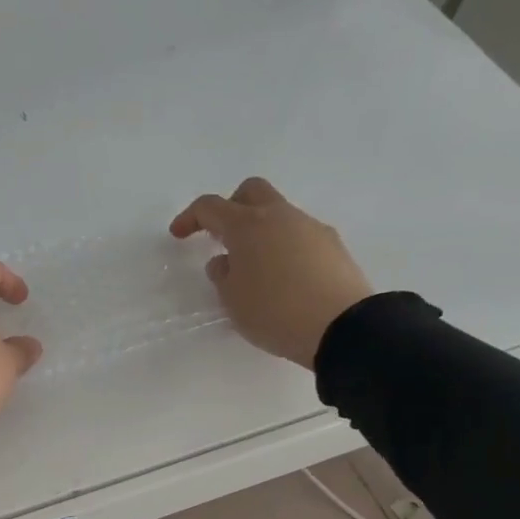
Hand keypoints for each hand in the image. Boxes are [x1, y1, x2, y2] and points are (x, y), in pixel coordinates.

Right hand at [170, 178, 374, 369]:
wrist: (341, 327)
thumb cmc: (274, 312)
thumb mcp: (233, 300)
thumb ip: (222, 276)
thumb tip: (225, 261)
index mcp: (247, 226)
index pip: (211, 207)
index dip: (190, 218)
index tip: (178, 234)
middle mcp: (280, 217)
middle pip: (251, 191)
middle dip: (231, 207)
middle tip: (221, 236)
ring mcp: (311, 228)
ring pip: (279, 214)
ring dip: (261, 231)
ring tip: (254, 268)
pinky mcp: (333, 246)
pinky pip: (299, 236)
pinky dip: (284, 247)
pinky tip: (283, 278)